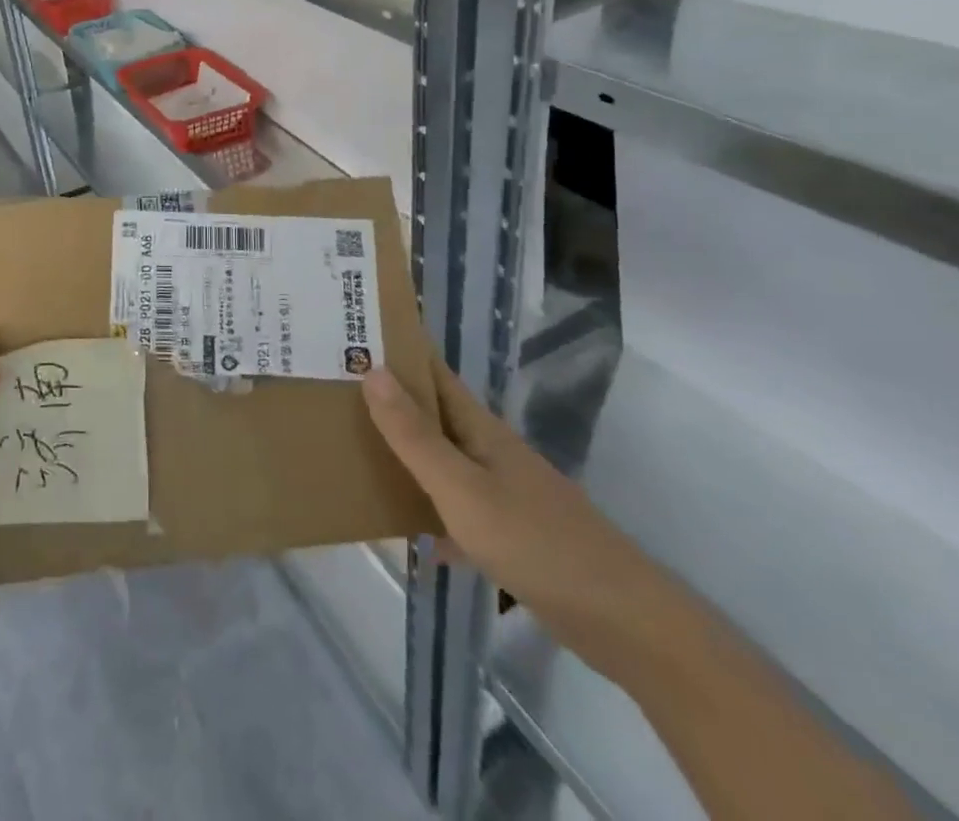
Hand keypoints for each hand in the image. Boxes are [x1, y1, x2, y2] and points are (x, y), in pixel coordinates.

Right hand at [363, 358, 688, 682]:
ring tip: (356, 455)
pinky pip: (458, 514)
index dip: (396, 352)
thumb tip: (372, 370)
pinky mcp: (511, 536)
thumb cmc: (535, 542)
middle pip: (432, 416)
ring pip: (442, 464)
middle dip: (389, 403)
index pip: (431, 372)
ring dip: (406, 457)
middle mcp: (489, 451)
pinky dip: (432, 518)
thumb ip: (415, 435)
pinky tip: (412, 539)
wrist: (623, 622)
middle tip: (335, 393)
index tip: (352, 337)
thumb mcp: (461, 488)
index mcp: (479, 428)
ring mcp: (503, 494)